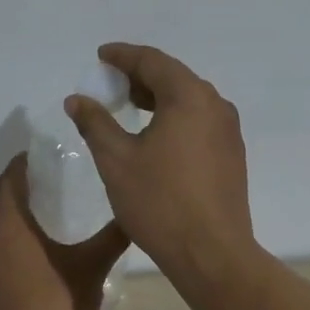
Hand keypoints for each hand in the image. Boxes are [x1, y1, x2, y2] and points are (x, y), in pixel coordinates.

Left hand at [0, 154, 129, 309]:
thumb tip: (133, 215)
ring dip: (22, 226)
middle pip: (4, 207)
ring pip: (2, 236)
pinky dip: (18, 252)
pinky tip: (43, 262)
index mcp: (11, 227)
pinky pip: (1, 260)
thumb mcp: (93, 267)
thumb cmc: (60, 303)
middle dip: (25, 194)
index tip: (38, 154)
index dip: (21, 164)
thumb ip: (112, 238)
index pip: (9, 181)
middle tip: (56, 186)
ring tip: (53, 222)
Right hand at [65, 43, 256, 281]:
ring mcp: (229, 132)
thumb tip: (78, 99)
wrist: (211, 253)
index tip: (100, 56)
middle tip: (110, 83)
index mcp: (189, 97)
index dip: (123, 56)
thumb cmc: (159, 203)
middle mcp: (216, 106)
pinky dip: (175, 119)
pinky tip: (156, 137)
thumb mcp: (117, 160)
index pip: (152, 61)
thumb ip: (96, 123)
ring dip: (158, 99)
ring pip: (189, 102)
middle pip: (174, 78)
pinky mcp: (232, 156)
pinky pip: (200, 123)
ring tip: (129, 107)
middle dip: (140, 76)